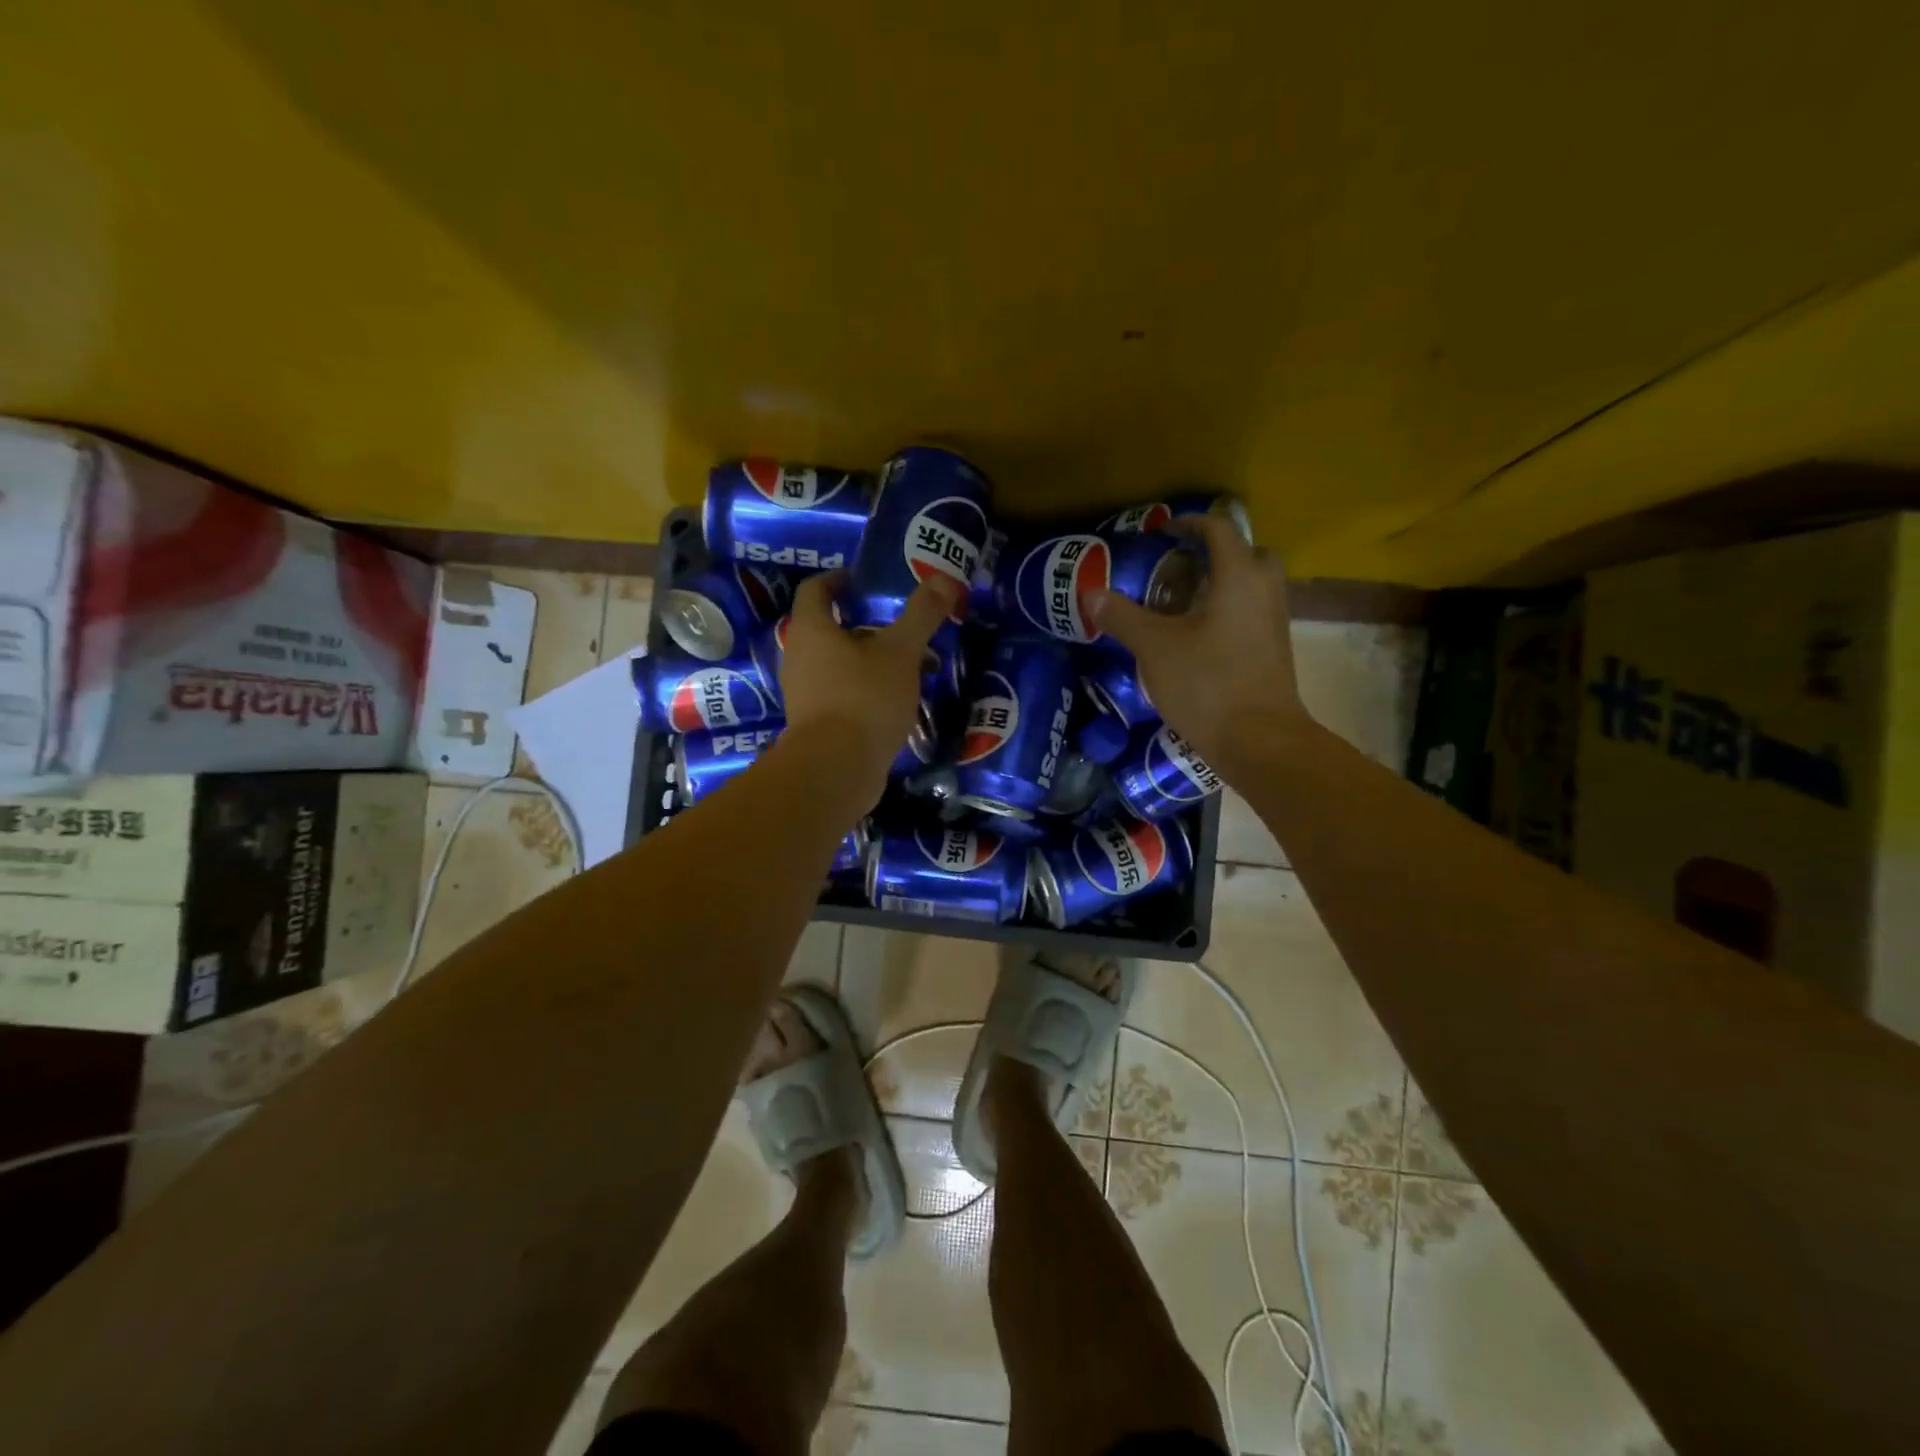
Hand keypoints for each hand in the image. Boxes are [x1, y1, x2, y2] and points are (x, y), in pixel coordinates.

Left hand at [778, 570, 960, 803]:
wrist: (837, 770)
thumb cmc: (864, 698)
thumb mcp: (901, 652)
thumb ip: (921, 615)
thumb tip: (942, 578)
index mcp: (812, 630)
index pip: (815, 589)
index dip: (838, 578)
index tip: (863, 580)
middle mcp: (800, 657)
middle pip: (831, 629)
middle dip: (869, 625)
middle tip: (903, 626)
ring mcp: (806, 693)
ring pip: (842, 664)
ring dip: (874, 660)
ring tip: (914, 665)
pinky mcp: (818, 723)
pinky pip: (845, 693)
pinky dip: (870, 688)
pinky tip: (902, 700)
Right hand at [1085, 515, 1310, 780]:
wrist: (1259, 740)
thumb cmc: (1207, 684)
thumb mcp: (1154, 648)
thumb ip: (1122, 616)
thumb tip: (1091, 593)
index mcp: (1239, 577)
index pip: (1219, 529)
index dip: (1189, 523)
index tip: (1162, 532)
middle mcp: (1265, 591)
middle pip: (1247, 553)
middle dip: (1215, 553)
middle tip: (1180, 568)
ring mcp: (1275, 622)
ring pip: (1252, 586)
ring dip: (1222, 584)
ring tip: (1182, 604)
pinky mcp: (1274, 651)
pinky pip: (1252, 614)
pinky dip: (1229, 612)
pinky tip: (1197, 638)